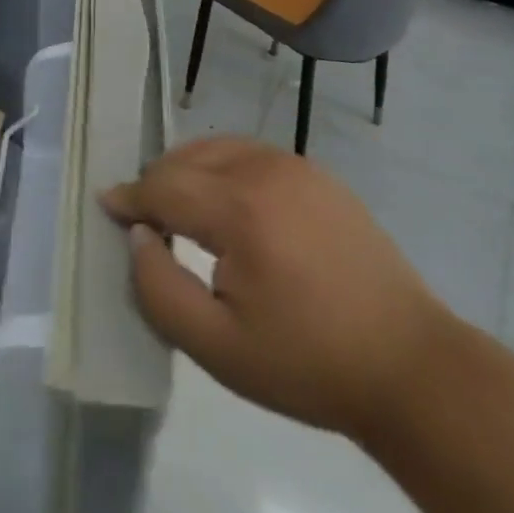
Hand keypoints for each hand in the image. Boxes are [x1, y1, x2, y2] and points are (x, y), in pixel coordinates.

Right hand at [102, 136, 449, 439]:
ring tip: (181, 209)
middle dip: (158, 183)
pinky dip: (224, 168)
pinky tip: (229, 204)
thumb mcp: (218, 349)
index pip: (164, 186)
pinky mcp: (318, 173)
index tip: (106, 205)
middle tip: (144, 219)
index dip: (130, 197)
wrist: (408, 364)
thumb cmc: (308, 363)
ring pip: (219, 149)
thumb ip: (160, 289)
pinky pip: (252, 154)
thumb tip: (138, 237)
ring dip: (189, 171)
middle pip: (188, 159)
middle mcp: (264, 169)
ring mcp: (296, 165)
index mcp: (240, 208)